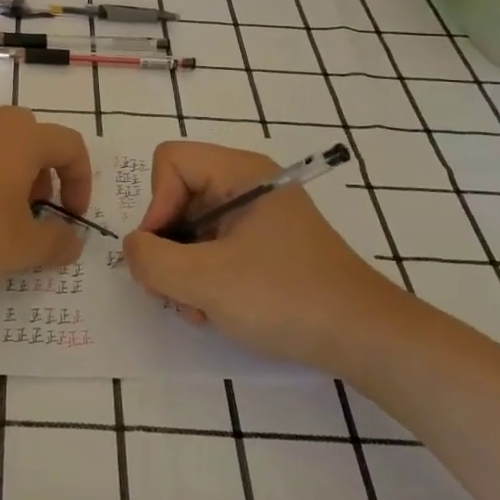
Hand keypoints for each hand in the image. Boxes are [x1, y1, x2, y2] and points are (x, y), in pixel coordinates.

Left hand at [0, 107, 91, 284]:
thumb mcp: (20, 247)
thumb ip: (56, 244)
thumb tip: (74, 241)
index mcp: (24, 137)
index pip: (71, 146)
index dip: (81, 182)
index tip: (72, 217)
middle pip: (33, 139)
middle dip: (43, 176)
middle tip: (32, 212)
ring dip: (8, 177)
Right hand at [124, 140, 407, 375]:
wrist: (366, 338)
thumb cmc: (286, 298)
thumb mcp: (207, 281)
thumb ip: (152, 260)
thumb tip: (133, 247)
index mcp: (240, 171)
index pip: (170, 161)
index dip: (156, 205)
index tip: (163, 252)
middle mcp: (248, 183)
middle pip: (178, 196)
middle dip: (168, 246)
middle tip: (175, 292)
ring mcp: (258, 215)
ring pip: (192, 227)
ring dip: (183, 270)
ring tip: (200, 309)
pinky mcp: (265, 245)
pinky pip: (214, 246)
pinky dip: (204, 278)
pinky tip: (216, 311)